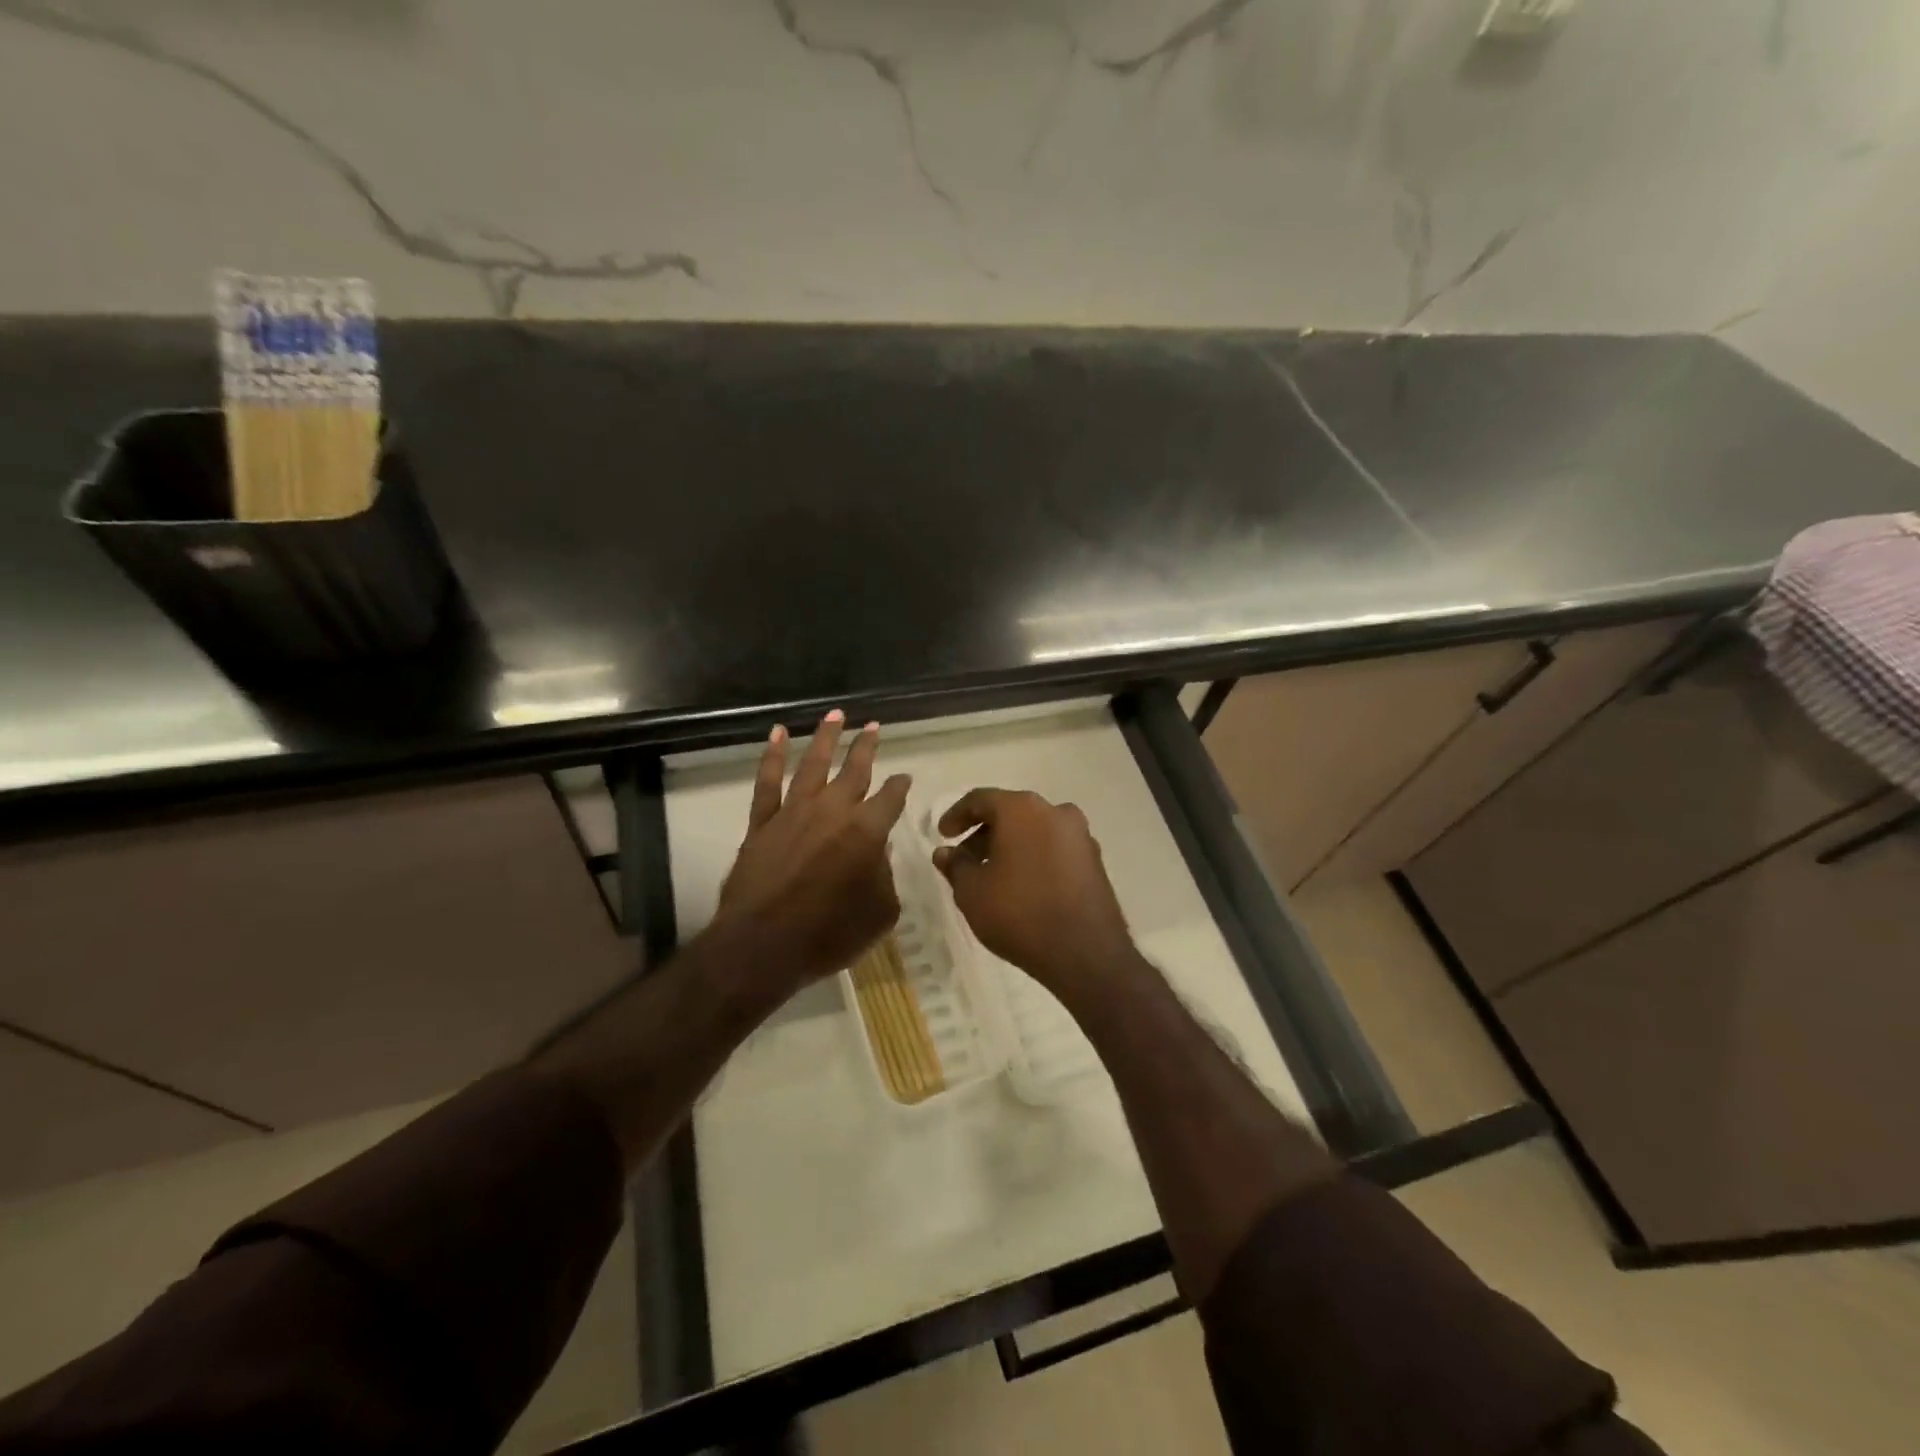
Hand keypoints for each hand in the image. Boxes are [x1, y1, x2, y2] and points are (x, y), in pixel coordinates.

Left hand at [712, 711, 911, 994]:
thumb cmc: (828, 935)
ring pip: (813, 764)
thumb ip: (885, 879)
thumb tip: (877, 856)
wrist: (762, 947)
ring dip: (826, 737)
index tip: (904, 778)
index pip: (890, 799)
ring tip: (835, 714)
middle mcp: (833, 812)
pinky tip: (778, 734)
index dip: (900, 787)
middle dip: (866, 747)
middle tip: (874, 726)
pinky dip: (773, 756)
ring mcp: (794, 813)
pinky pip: (768, 782)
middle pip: (854, 771)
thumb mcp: (879, 914)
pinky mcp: (762, 823)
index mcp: (867, 832)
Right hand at [932, 788, 1141, 1006]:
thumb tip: (945, 853)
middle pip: (1010, 813)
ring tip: (991, 876)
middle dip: (984, 833)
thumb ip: (955, 866)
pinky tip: (1022, 885)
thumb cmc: (1019, 913)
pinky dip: (1034, 858)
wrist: (1085, 954)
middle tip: (964, 860)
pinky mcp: (1095, 861)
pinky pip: (1054, 849)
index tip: (942, 836)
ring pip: (1035, 831)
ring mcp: (1081, 836)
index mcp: (1023, 809)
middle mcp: (1056, 812)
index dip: (957, 815)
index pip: (981, 799)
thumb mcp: (972, 892)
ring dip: (1010, 846)